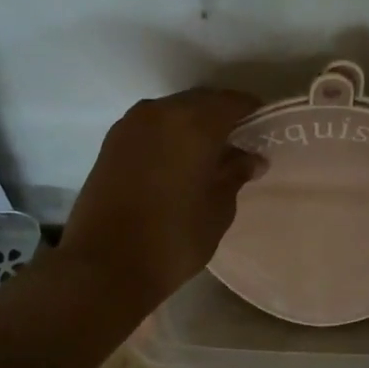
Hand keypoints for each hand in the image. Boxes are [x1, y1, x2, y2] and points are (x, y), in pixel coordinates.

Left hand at [58, 88, 262, 309]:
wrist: (104, 265)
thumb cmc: (173, 238)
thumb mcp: (218, 209)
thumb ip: (234, 174)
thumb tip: (249, 158)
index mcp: (194, 122)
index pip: (233, 102)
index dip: (252, 112)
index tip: (263, 131)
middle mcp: (160, 112)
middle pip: (201, 102)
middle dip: (221, 118)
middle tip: (238, 145)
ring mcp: (130, 125)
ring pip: (172, 112)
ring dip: (191, 125)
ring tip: (206, 156)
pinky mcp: (110, 142)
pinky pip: (150, 127)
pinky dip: (168, 135)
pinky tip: (176, 162)